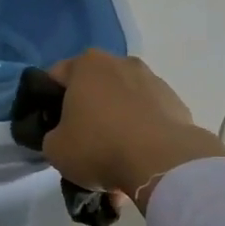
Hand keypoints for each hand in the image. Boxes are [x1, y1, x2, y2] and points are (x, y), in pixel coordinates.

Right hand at [43, 50, 224, 209]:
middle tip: (82, 144)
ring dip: (116, 125)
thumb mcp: (55, 148)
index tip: (51, 127)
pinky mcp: (175, 102)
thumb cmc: (99, 146)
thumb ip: (52, 135)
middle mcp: (121, 63)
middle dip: (87, 112)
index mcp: (87, 64)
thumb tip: (63, 135)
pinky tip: (137, 162)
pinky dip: (140, 134)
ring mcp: (152, 80)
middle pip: (94, 88)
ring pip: (123, 103)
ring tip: (114, 160)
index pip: (56, 76)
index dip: (48, 102)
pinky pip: (148, 117)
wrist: (162, 162)